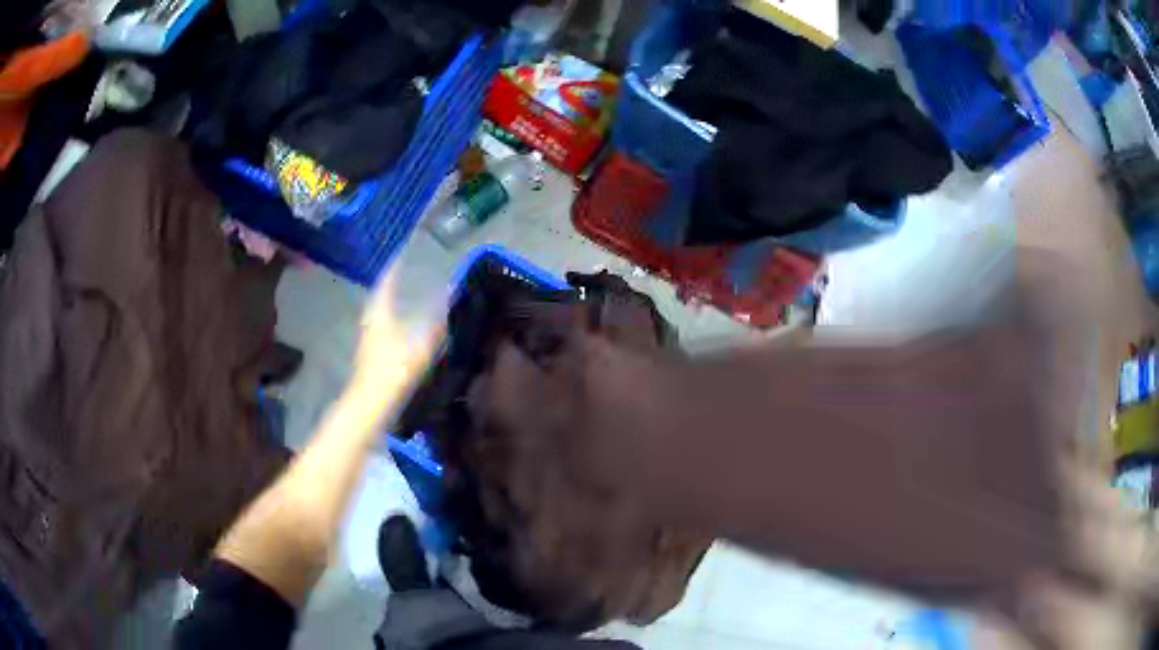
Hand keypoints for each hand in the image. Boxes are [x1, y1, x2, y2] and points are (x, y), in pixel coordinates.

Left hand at [350, 268, 444, 420]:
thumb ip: (437, 323)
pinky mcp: (369, 354)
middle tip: (407, 277)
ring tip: (407, 300)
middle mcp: (370, 321)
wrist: (372, 402)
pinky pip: (381, 329)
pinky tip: (402, 329)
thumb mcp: (421, 346)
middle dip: (393, 287)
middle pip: (380, 298)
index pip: (385, 284)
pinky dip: (391, 322)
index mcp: (379, 314)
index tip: (401, 258)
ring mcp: (367, 339)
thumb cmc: (394, 370)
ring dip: (391, 305)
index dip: (393, 270)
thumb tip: (450, 298)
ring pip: (379, 314)